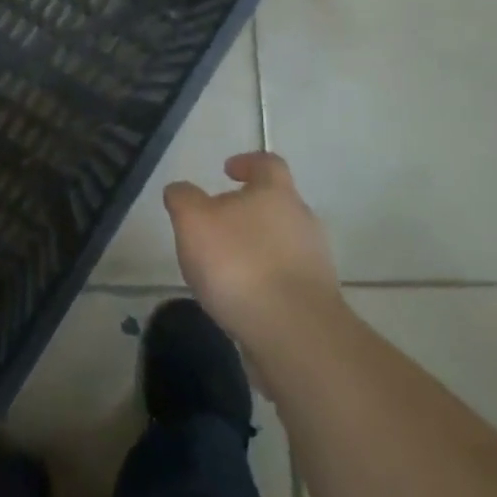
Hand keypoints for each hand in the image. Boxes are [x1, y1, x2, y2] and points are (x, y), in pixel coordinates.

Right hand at [164, 151, 340, 340]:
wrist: (294, 334)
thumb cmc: (239, 263)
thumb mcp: (193, 221)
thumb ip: (183, 199)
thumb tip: (180, 190)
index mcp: (276, 194)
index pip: (268, 164)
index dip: (247, 162)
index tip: (227, 170)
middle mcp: (303, 222)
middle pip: (276, 205)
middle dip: (247, 212)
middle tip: (215, 225)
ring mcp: (314, 263)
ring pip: (281, 244)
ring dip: (255, 249)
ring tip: (221, 268)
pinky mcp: (316, 301)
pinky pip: (285, 280)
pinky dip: (263, 282)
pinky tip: (239, 299)